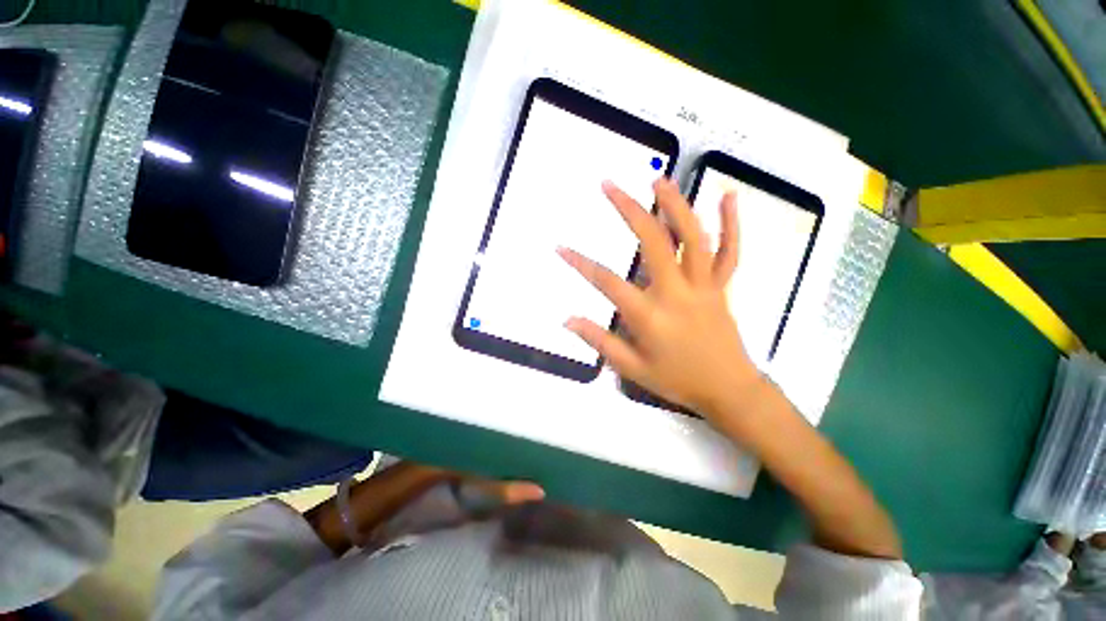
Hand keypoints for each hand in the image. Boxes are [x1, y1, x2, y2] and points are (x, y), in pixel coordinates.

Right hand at [558, 178, 759, 422]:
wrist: (729, 390)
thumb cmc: (677, 380)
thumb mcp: (632, 368)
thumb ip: (600, 341)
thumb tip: (567, 320)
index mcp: (650, 315)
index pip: (607, 282)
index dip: (580, 263)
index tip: (560, 247)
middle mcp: (676, 292)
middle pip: (653, 243)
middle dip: (628, 211)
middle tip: (609, 185)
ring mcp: (703, 285)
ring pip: (693, 238)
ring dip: (675, 205)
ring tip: (658, 179)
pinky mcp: (721, 286)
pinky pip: (730, 252)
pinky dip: (731, 224)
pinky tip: (728, 197)